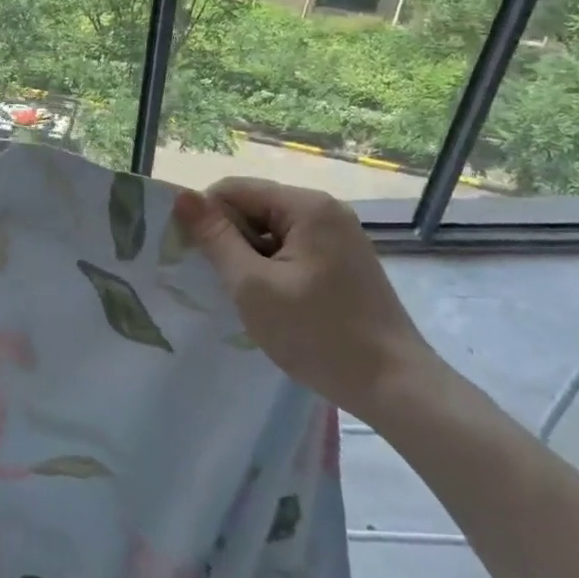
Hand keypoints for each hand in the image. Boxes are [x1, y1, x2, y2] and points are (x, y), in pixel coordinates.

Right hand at [172, 179, 439, 418]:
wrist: (396, 387)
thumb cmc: (318, 334)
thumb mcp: (252, 285)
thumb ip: (216, 238)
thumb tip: (183, 197)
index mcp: (306, 206)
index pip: (234, 190)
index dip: (206, 218)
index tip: (192, 256)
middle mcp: (326, 210)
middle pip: (255, 207)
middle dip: (230, 239)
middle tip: (219, 282)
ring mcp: (339, 237)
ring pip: (272, 232)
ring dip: (250, 258)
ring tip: (246, 297)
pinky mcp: (345, 263)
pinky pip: (293, 250)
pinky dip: (273, 269)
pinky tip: (272, 302)